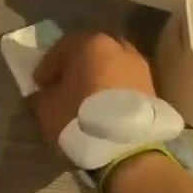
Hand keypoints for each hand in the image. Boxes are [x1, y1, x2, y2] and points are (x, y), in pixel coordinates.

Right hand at [31, 31, 155, 149]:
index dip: (47, 67)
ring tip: (86, 99)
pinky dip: (114, 90)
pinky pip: (125, 82)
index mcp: (89, 44)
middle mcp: (117, 47)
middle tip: (64, 86)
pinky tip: (104, 108)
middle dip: (76, 67)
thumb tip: (45, 93)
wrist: (129, 149)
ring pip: (110, 66)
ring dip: (97, 78)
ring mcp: (139, 66)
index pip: (61, 49)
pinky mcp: (153, 88)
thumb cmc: (81, 118)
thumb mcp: (47, 108)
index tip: (39, 84)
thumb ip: (42, 95)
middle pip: (89, 53)